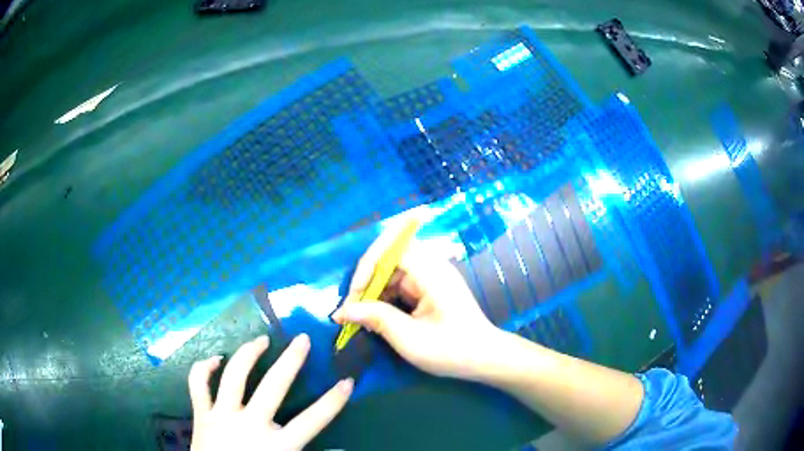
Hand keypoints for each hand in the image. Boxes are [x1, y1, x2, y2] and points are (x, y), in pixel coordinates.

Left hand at [188, 335, 352, 450]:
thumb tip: (342, 450)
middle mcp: (249, 425)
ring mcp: (222, 416)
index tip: (347, 382)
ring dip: (248, 353)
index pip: (311, 421)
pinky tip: (216, 359)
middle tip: (302, 339)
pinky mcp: (201, 414)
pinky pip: (199, 384)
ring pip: (234, 376)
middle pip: (273, 387)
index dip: (332, 402)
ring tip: (261, 340)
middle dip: (291, 361)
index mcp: (276, 445)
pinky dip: (204, 368)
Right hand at [332, 226, 500, 379]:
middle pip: (389, 258)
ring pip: (392, 272)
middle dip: (367, 281)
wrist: (484, 359)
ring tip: (360, 316)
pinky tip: (376, 317)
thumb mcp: (409, 338)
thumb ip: (375, 319)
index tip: (355, 298)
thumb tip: (342, 311)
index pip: (391, 248)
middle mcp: (432, 267)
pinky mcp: (429, 289)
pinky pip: (400, 285)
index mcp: (431, 272)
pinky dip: (385, 298)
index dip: (367, 267)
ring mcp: (431, 277)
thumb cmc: (450, 350)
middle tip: (351, 308)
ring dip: (374, 291)